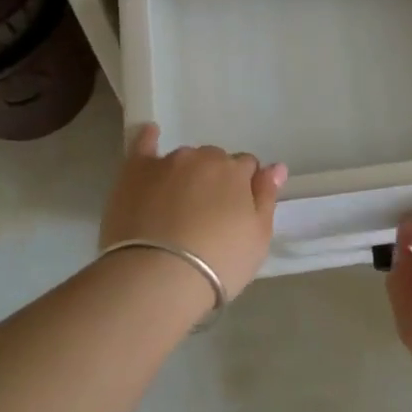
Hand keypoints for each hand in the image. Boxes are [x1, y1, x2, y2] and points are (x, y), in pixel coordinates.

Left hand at [99, 124, 285, 298]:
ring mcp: (167, 163)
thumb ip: (267, 197)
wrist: (159, 277)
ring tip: (177, 204)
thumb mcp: (258, 238)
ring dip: (186, 173)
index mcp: (236, 171)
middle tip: (207, 213)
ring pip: (183, 159)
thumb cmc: (219, 262)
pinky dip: (147, 139)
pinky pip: (142, 145)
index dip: (243, 187)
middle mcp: (203, 158)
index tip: (236, 211)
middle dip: (214, 179)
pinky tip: (150, 133)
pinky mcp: (134, 173)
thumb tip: (276, 167)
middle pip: (214, 161)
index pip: (247, 166)